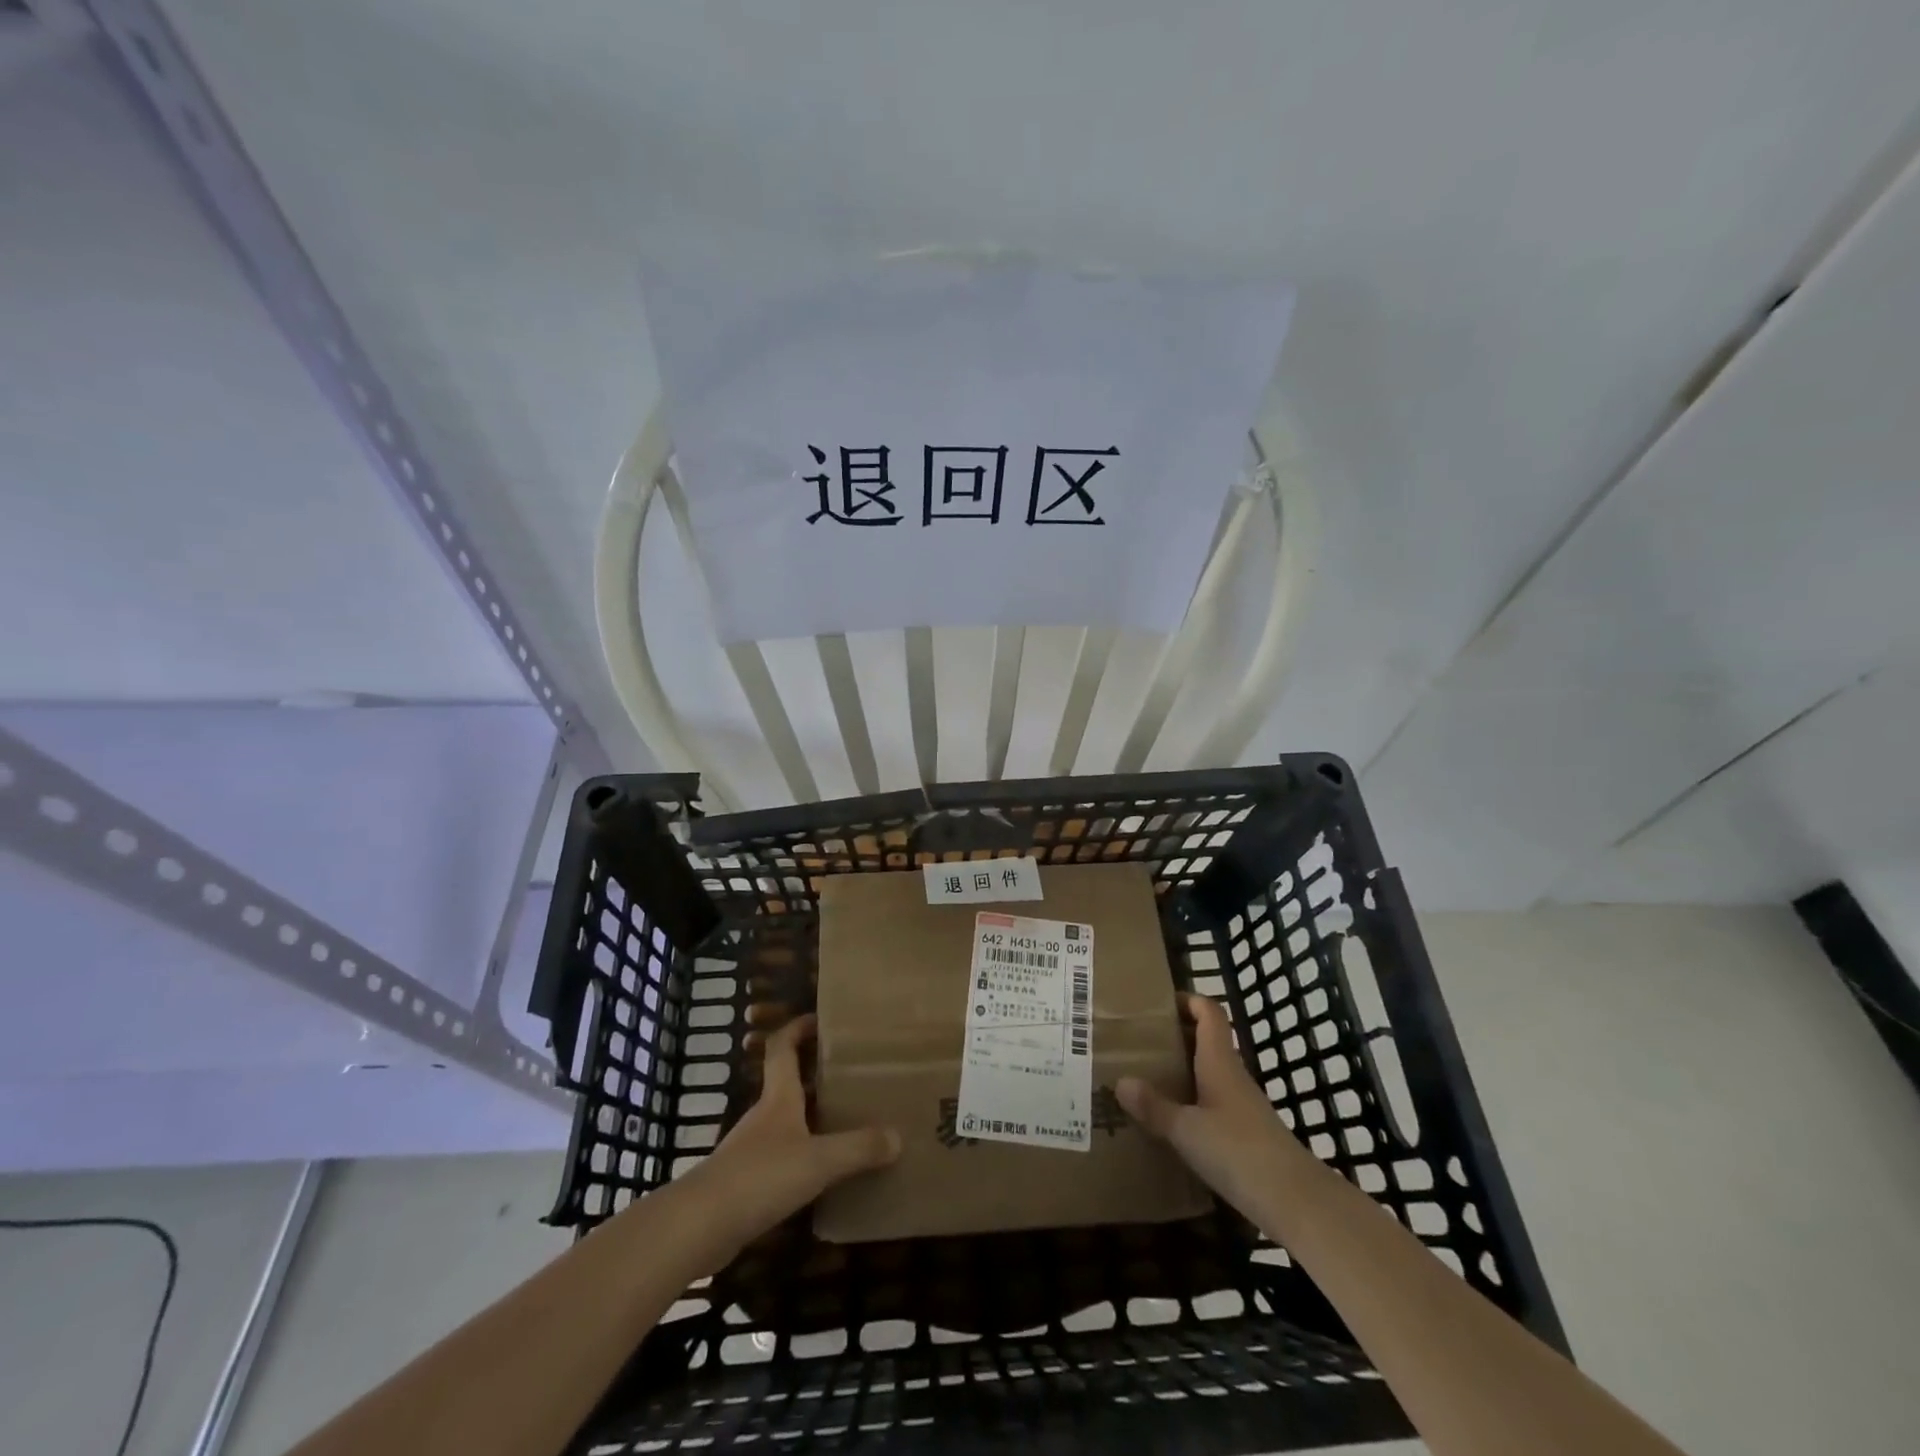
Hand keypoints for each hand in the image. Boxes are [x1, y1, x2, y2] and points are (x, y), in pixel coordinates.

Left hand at [679, 1014, 898, 1262]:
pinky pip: (780, 1159)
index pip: (782, 1047)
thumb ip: (858, 1148)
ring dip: (812, 1120)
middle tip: (854, 1077)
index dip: (798, 1028)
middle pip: (788, 1084)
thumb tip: (898, 1137)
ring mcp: (751, 1150)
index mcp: (778, 1098)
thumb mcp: (818, 1161)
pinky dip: (802, 1157)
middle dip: (817, 1076)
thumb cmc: (760, 1177)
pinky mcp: (744, 1184)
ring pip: (787, 1123)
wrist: (699, 1228)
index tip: (821, 1019)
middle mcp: (764, 1116)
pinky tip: (823, 1176)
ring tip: (848, 1124)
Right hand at [1117, 993, 1302, 1222]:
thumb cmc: (1239, 1152)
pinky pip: (1213, 1105)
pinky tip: (1170, 1123)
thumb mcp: (1187, 1130)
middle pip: (1206, 1041)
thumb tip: (1121, 1082)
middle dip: (1174, 1038)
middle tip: (1138, 1043)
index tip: (1156, 1004)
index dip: (1187, 1000)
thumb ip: (1154, 1107)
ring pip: (1208, 1074)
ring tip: (1145, 1081)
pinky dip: (1191, 1104)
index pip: (1209, 1013)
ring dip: (1181, 1072)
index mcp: (1219, 1062)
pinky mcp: (1246, 1135)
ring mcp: (1242, 1107)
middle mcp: (1232, 1076)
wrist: (1296, 1203)